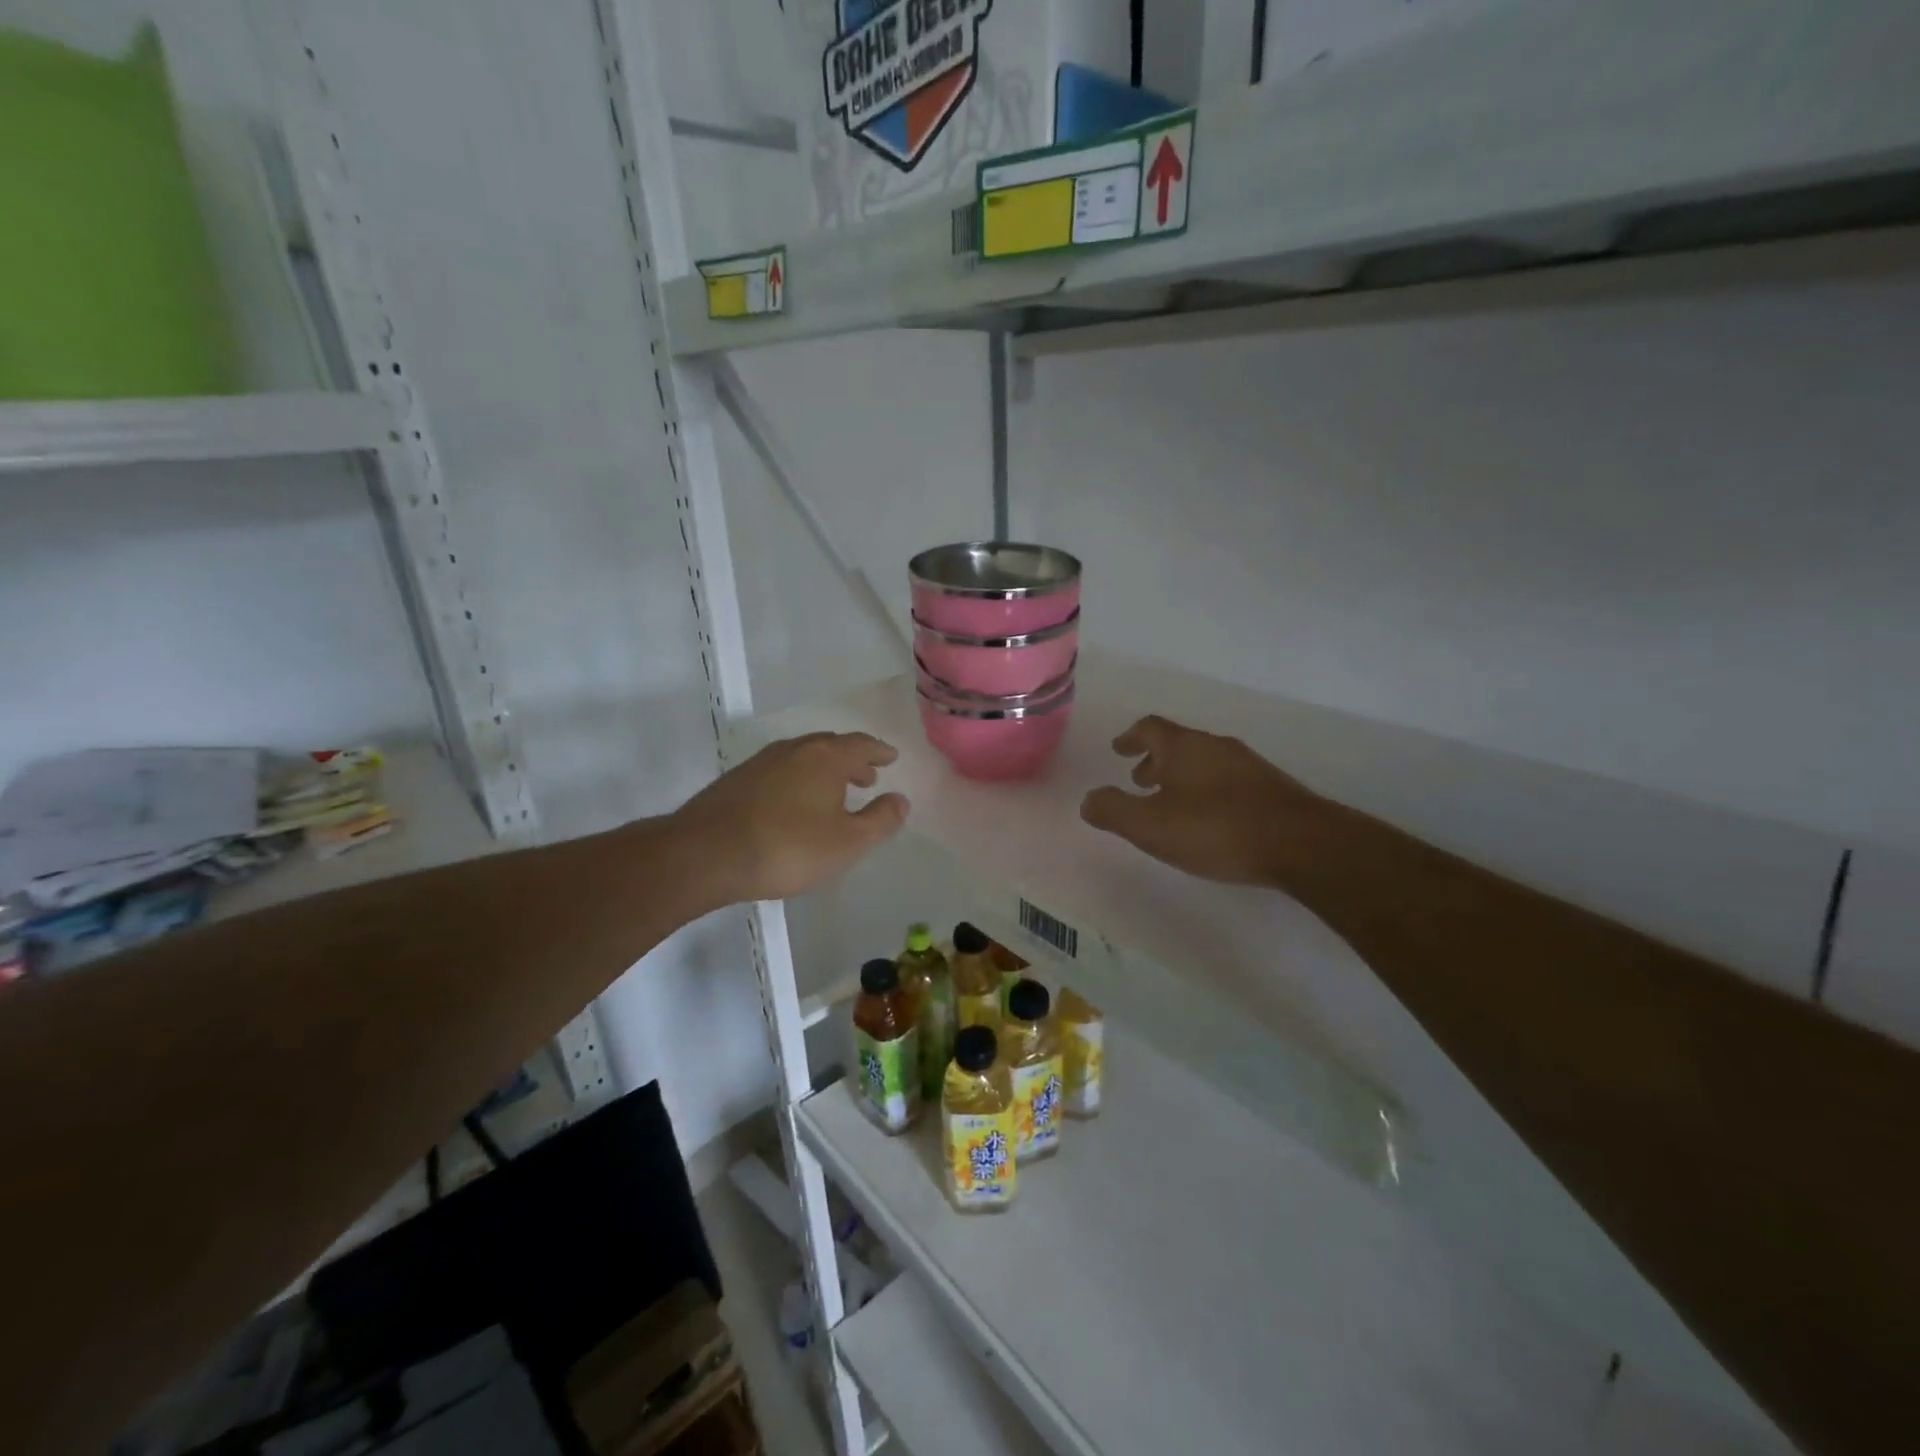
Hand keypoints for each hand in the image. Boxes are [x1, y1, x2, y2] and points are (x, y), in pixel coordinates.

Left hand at [671, 732, 906, 906]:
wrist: (706, 854)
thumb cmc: (788, 848)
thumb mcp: (847, 843)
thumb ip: (880, 820)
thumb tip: (901, 800)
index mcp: (825, 757)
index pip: (861, 744)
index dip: (878, 751)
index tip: (890, 758)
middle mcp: (794, 749)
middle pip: (830, 746)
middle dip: (852, 760)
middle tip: (867, 777)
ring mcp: (761, 762)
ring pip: (803, 758)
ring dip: (824, 770)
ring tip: (834, 792)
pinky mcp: (737, 780)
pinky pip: (781, 771)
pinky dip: (799, 779)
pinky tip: (795, 804)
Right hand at [1081, 716, 1318, 886]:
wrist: (1301, 844)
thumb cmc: (1216, 829)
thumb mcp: (1151, 826)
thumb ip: (1114, 811)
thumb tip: (1088, 800)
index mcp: (1183, 747)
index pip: (1150, 728)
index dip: (1131, 737)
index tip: (1119, 749)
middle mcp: (1216, 747)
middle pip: (1178, 744)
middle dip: (1155, 760)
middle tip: (1139, 779)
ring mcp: (1248, 766)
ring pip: (1204, 762)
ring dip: (1181, 777)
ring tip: (1171, 802)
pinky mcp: (1271, 789)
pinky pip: (1227, 780)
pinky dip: (1207, 790)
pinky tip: (1209, 819)